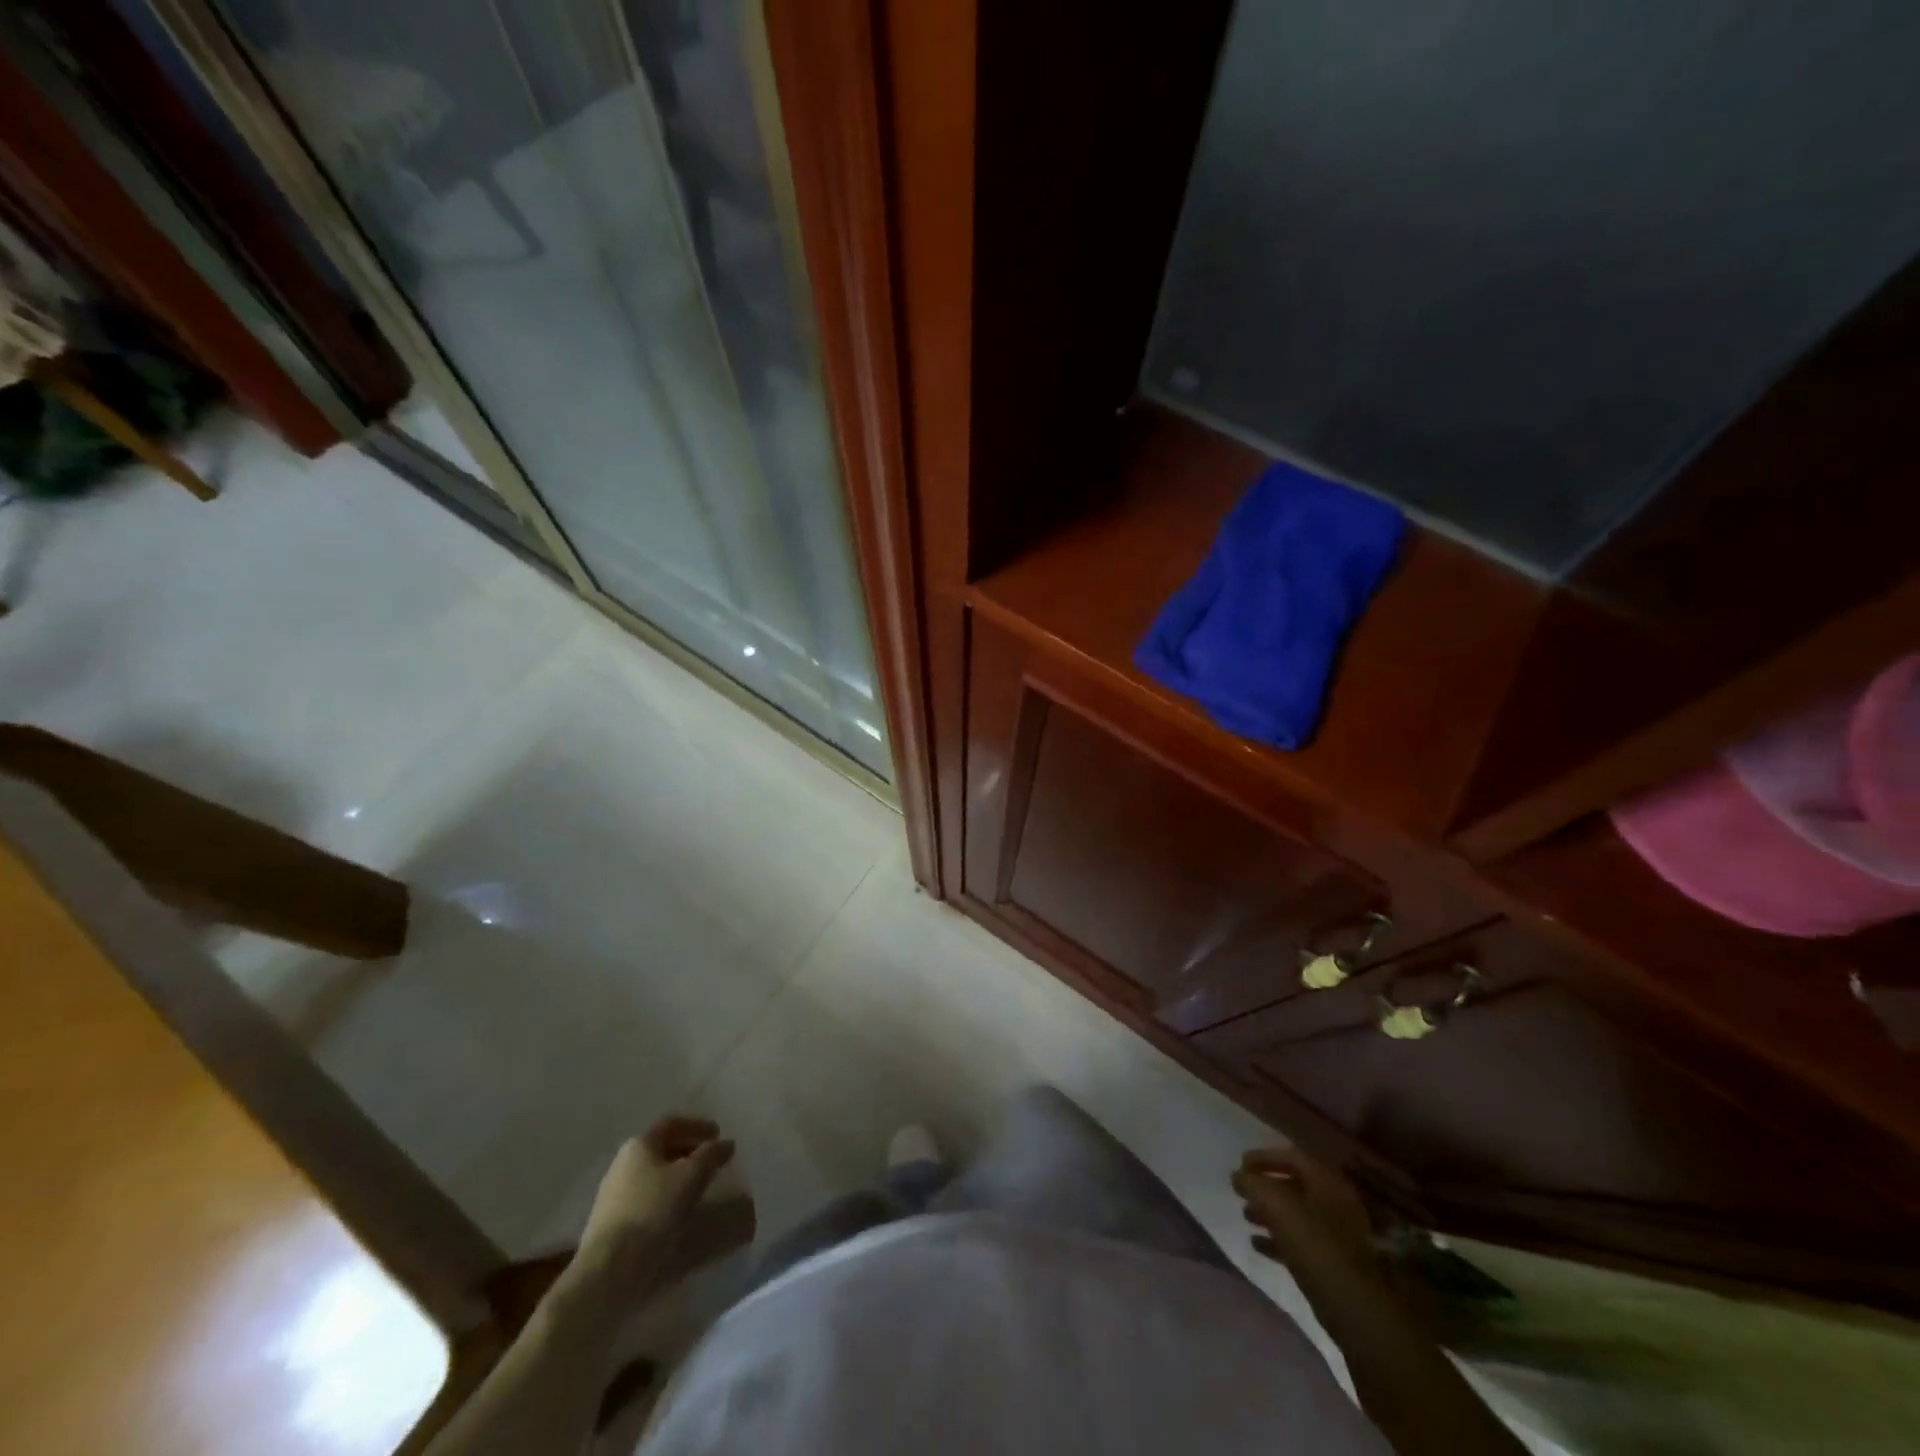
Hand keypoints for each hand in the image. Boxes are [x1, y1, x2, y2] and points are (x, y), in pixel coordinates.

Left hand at [575, 1117, 735, 1294]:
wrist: (609, 1270)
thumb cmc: (653, 1210)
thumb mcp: (691, 1176)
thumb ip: (711, 1155)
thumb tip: (726, 1143)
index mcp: (639, 1144)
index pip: (672, 1124)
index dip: (698, 1126)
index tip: (719, 1134)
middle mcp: (622, 1163)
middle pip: (661, 1148)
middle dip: (689, 1151)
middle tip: (712, 1160)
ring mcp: (613, 1195)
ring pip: (653, 1175)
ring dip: (678, 1176)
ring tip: (700, 1187)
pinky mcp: (612, 1224)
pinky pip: (646, 1199)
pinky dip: (667, 1197)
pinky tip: (679, 1212)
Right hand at [1232, 1145, 1376, 1273]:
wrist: (1354, 1308)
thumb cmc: (1315, 1246)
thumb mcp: (1278, 1206)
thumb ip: (1254, 1185)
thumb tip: (1239, 1176)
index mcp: (1327, 1182)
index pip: (1293, 1156)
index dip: (1264, 1157)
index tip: (1240, 1164)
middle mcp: (1335, 1203)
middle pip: (1294, 1185)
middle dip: (1265, 1187)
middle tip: (1241, 1192)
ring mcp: (1337, 1235)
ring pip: (1297, 1214)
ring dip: (1269, 1212)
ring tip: (1246, 1216)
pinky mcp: (1333, 1263)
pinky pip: (1301, 1241)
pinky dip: (1278, 1238)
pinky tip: (1257, 1244)